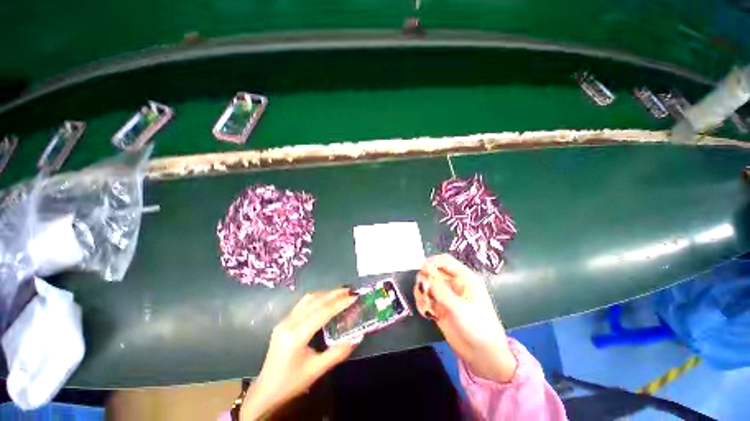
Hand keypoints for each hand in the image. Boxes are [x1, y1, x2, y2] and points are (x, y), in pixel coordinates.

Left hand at [241, 288, 358, 419]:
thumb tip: (356, 337)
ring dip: (326, 294)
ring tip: (341, 292)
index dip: (340, 303)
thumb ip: (338, 352)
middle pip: (315, 301)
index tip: (354, 296)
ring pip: (308, 299)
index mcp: (296, 336)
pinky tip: (326, 299)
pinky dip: (318, 298)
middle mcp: (289, 323)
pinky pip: (303, 303)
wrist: (266, 390)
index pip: (322, 312)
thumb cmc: (292, 383)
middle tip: (351, 290)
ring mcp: (284, 320)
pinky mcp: (283, 321)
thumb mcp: (317, 370)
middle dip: (334, 294)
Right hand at [414, 254, 516, 382]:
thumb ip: (440, 288)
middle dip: (425, 279)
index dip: (432, 262)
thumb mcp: (459, 307)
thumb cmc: (478, 327)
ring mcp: (445, 295)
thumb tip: (425, 267)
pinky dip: (422, 302)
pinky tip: (426, 313)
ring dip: (422, 292)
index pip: (445, 260)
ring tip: (426, 305)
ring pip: (426, 284)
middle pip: (433, 271)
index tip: (422, 270)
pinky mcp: (438, 306)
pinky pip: (424, 297)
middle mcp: (453, 283)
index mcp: (464, 277)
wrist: (482, 356)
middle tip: (424, 291)